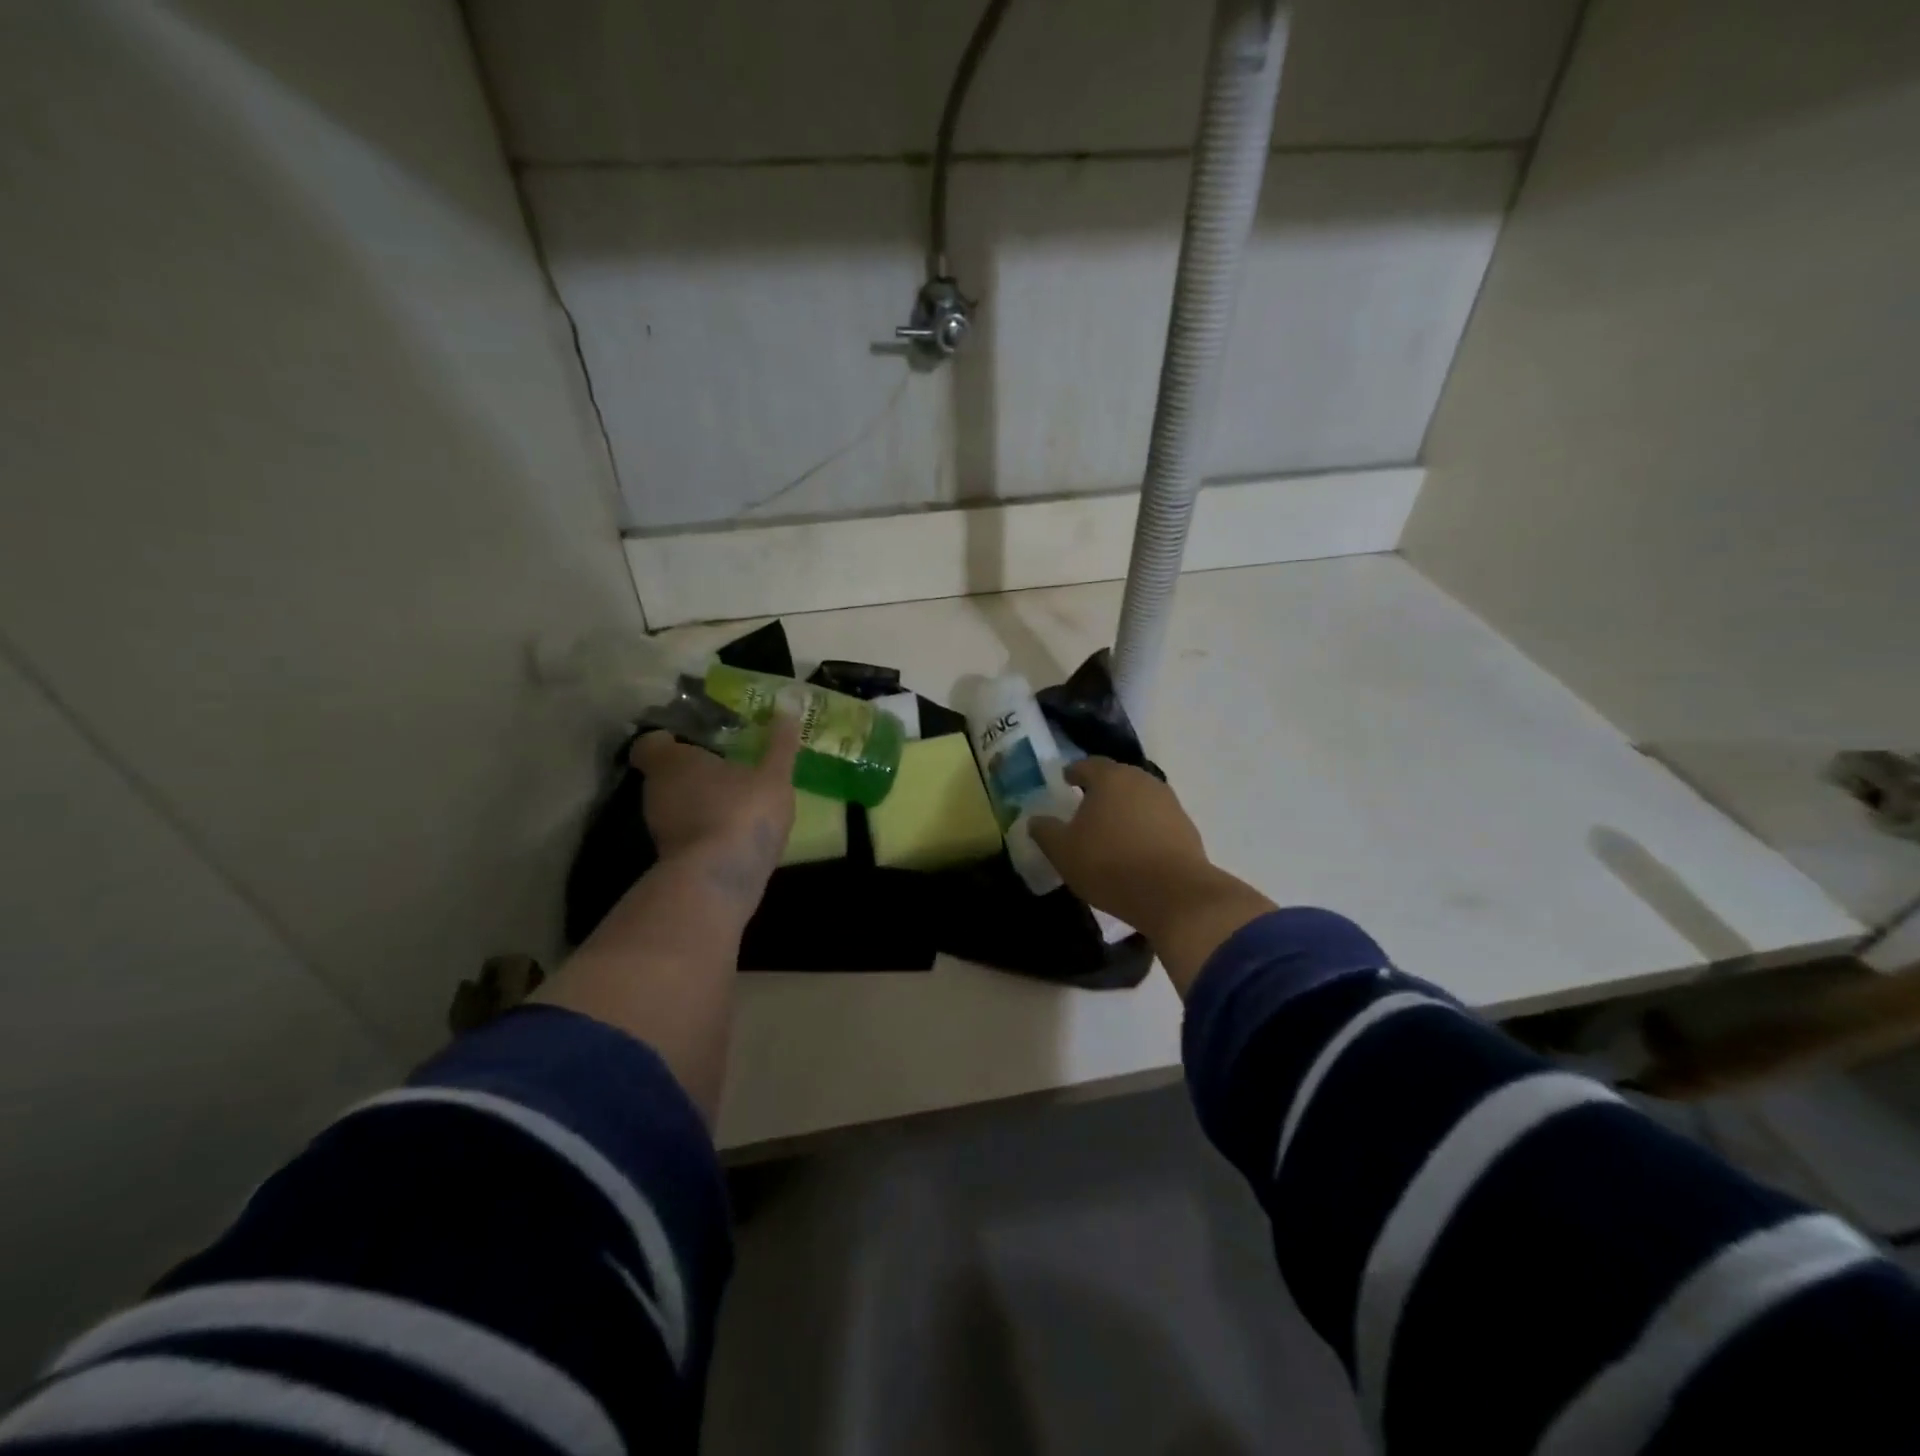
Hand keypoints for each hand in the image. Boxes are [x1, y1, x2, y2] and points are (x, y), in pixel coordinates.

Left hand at [631, 717, 800, 906]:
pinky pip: (686, 832)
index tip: (693, 739)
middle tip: (724, 765)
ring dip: (698, 801)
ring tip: (734, 799)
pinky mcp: (671, 857)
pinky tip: (733, 831)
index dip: (668, 740)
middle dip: (691, 771)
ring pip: (675, 805)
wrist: (720, 878)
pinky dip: (704, 828)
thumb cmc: (743, 811)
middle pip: (665, 774)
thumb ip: (780, 745)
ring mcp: (660, 827)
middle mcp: (656, 790)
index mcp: (672, 761)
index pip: (651, 744)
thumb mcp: (773, 775)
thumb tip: (788, 710)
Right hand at [1028, 759, 1208, 930]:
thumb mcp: (1063, 851)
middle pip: (1116, 777)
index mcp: (1109, 777)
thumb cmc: (1109, 864)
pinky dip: (1143, 826)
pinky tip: (1135, 847)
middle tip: (1085, 804)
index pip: (1087, 764)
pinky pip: (1157, 819)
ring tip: (1110, 828)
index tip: (1065, 781)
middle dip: (1100, 788)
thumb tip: (1035, 820)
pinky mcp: (1186, 826)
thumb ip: (1045, 831)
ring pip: (1139, 797)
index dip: (1073, 772)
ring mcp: (1169, 802)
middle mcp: (1142, 780)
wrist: (1173, 894)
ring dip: (1124, 807)